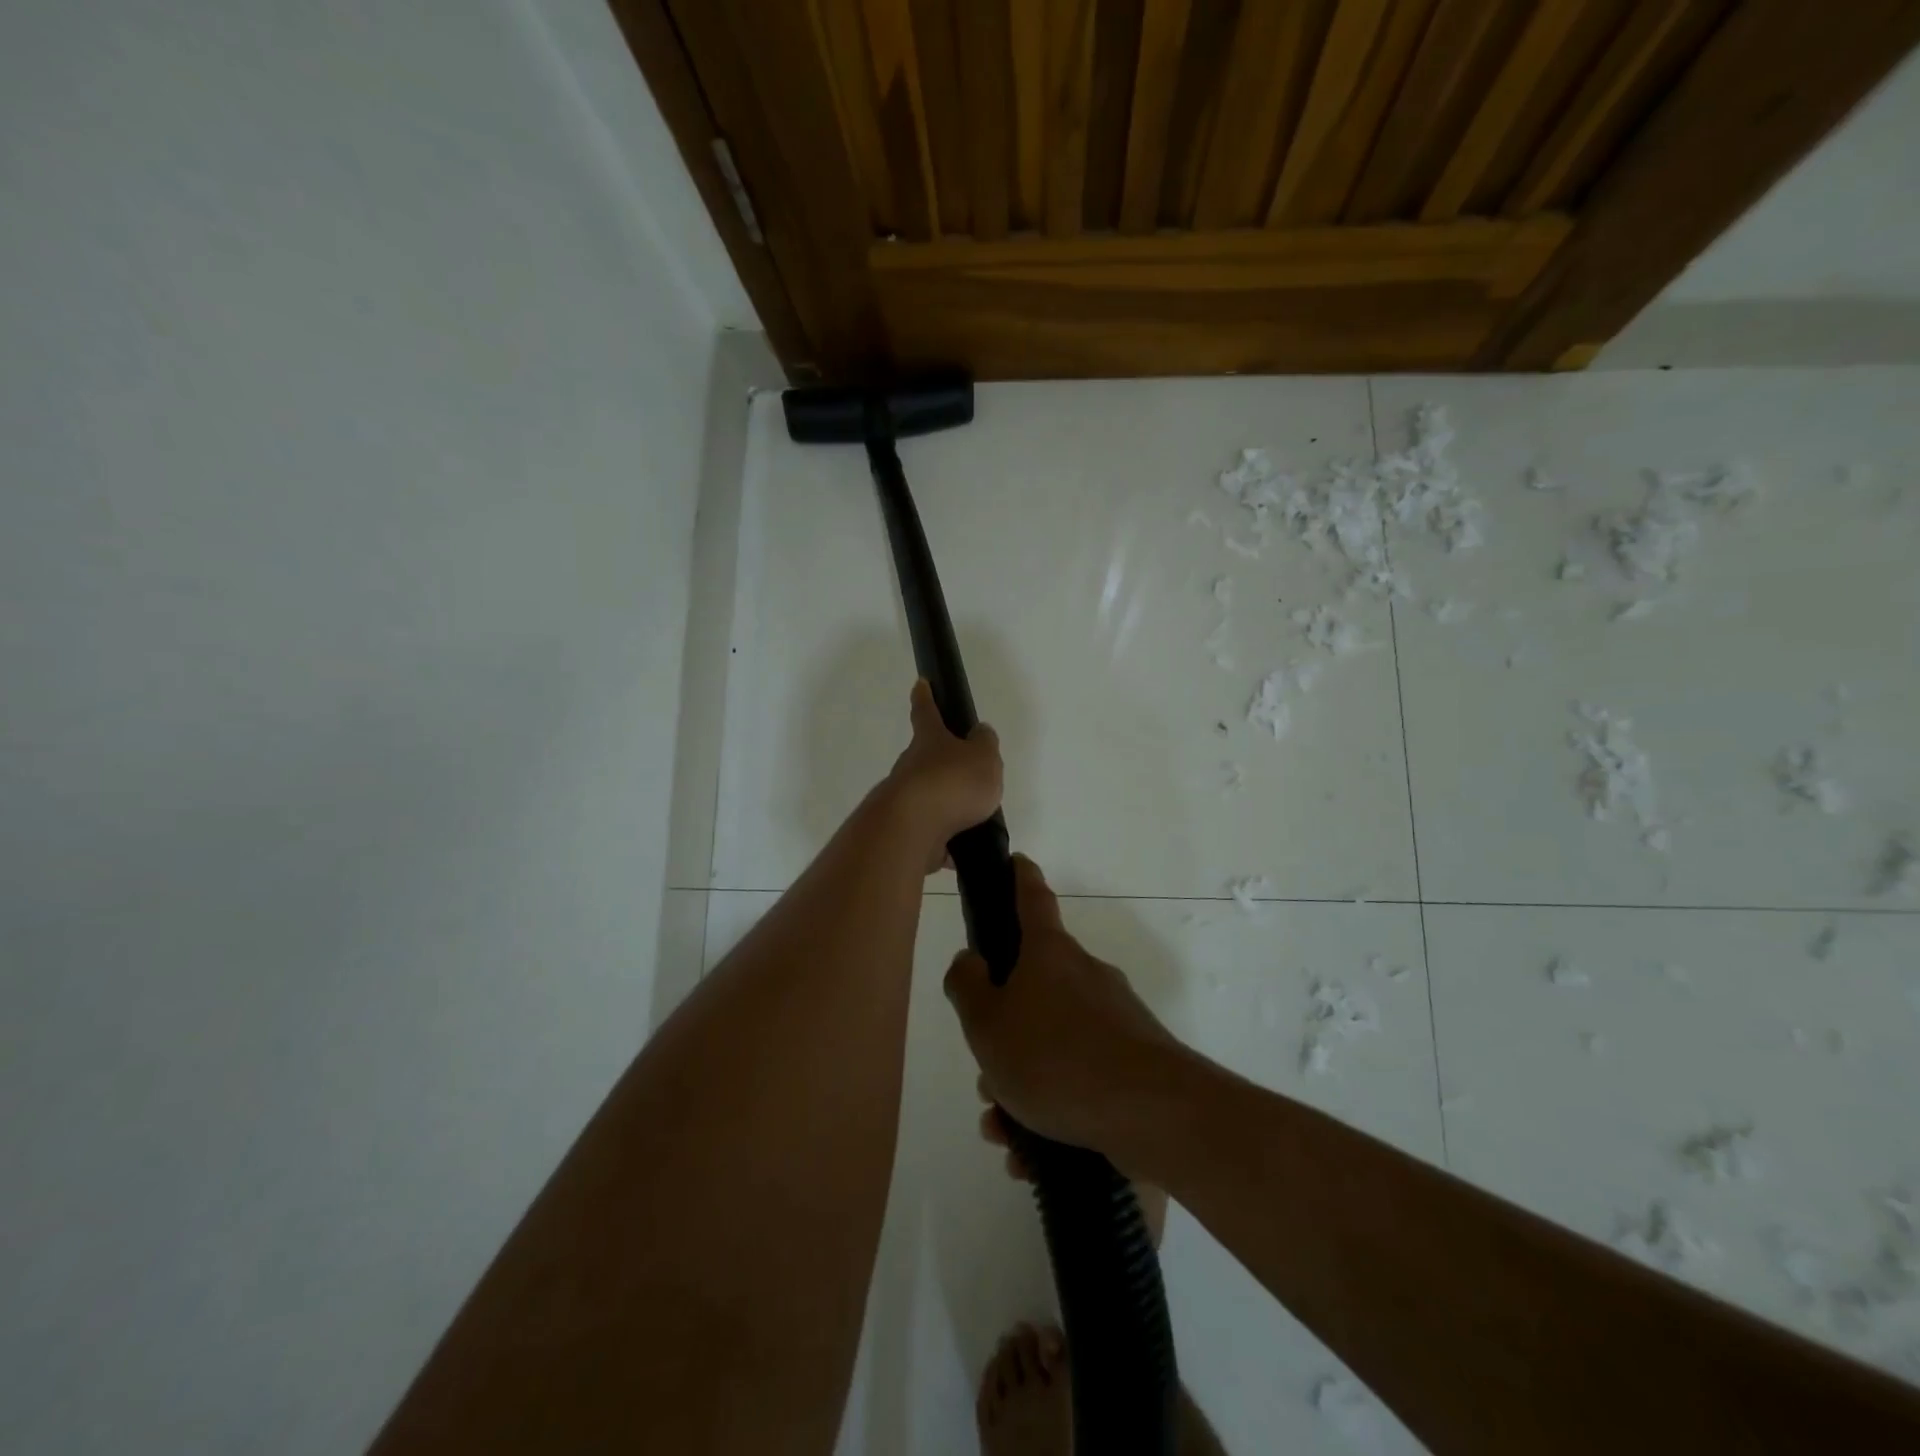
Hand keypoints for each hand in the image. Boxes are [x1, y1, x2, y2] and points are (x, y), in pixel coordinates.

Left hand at [884, 680, 1002, 871]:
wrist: (912, 829)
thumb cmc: (952, 783)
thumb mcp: (983, 757)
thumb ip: (985, 745)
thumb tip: (980, 732)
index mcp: (929, 741)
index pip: (926, 712)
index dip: (925, 697)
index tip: (920, 684)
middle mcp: (911, 767)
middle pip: (925, 759)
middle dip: (941, 763)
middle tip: (965, 773)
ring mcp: (905, 800)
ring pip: (927, 797)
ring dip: (945, 806)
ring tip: (973, 820)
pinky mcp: (905, 832)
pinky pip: (929, 834)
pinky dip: (943, 843)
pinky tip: (959, 854)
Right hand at [944, 856, 1187, 1160]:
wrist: (1152, 1114)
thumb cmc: (1055, 1057)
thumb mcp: (988, 1025)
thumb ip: (968, 987)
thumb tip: (971, 959)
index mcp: (1050, 954)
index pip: (1032, 898)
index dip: (1020, 877)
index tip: (1017, 861)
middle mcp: (1085, 975)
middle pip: (1034, 989)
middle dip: (1005, 1032)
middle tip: (987, 1078)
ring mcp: (1115, 1018)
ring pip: (1054, 1041)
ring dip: (1024, 1082)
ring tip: (1006, 1131)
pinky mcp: (1135, 1060)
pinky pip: (1081, 1076)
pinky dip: (1054, 1107)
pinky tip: (1035, 1155)